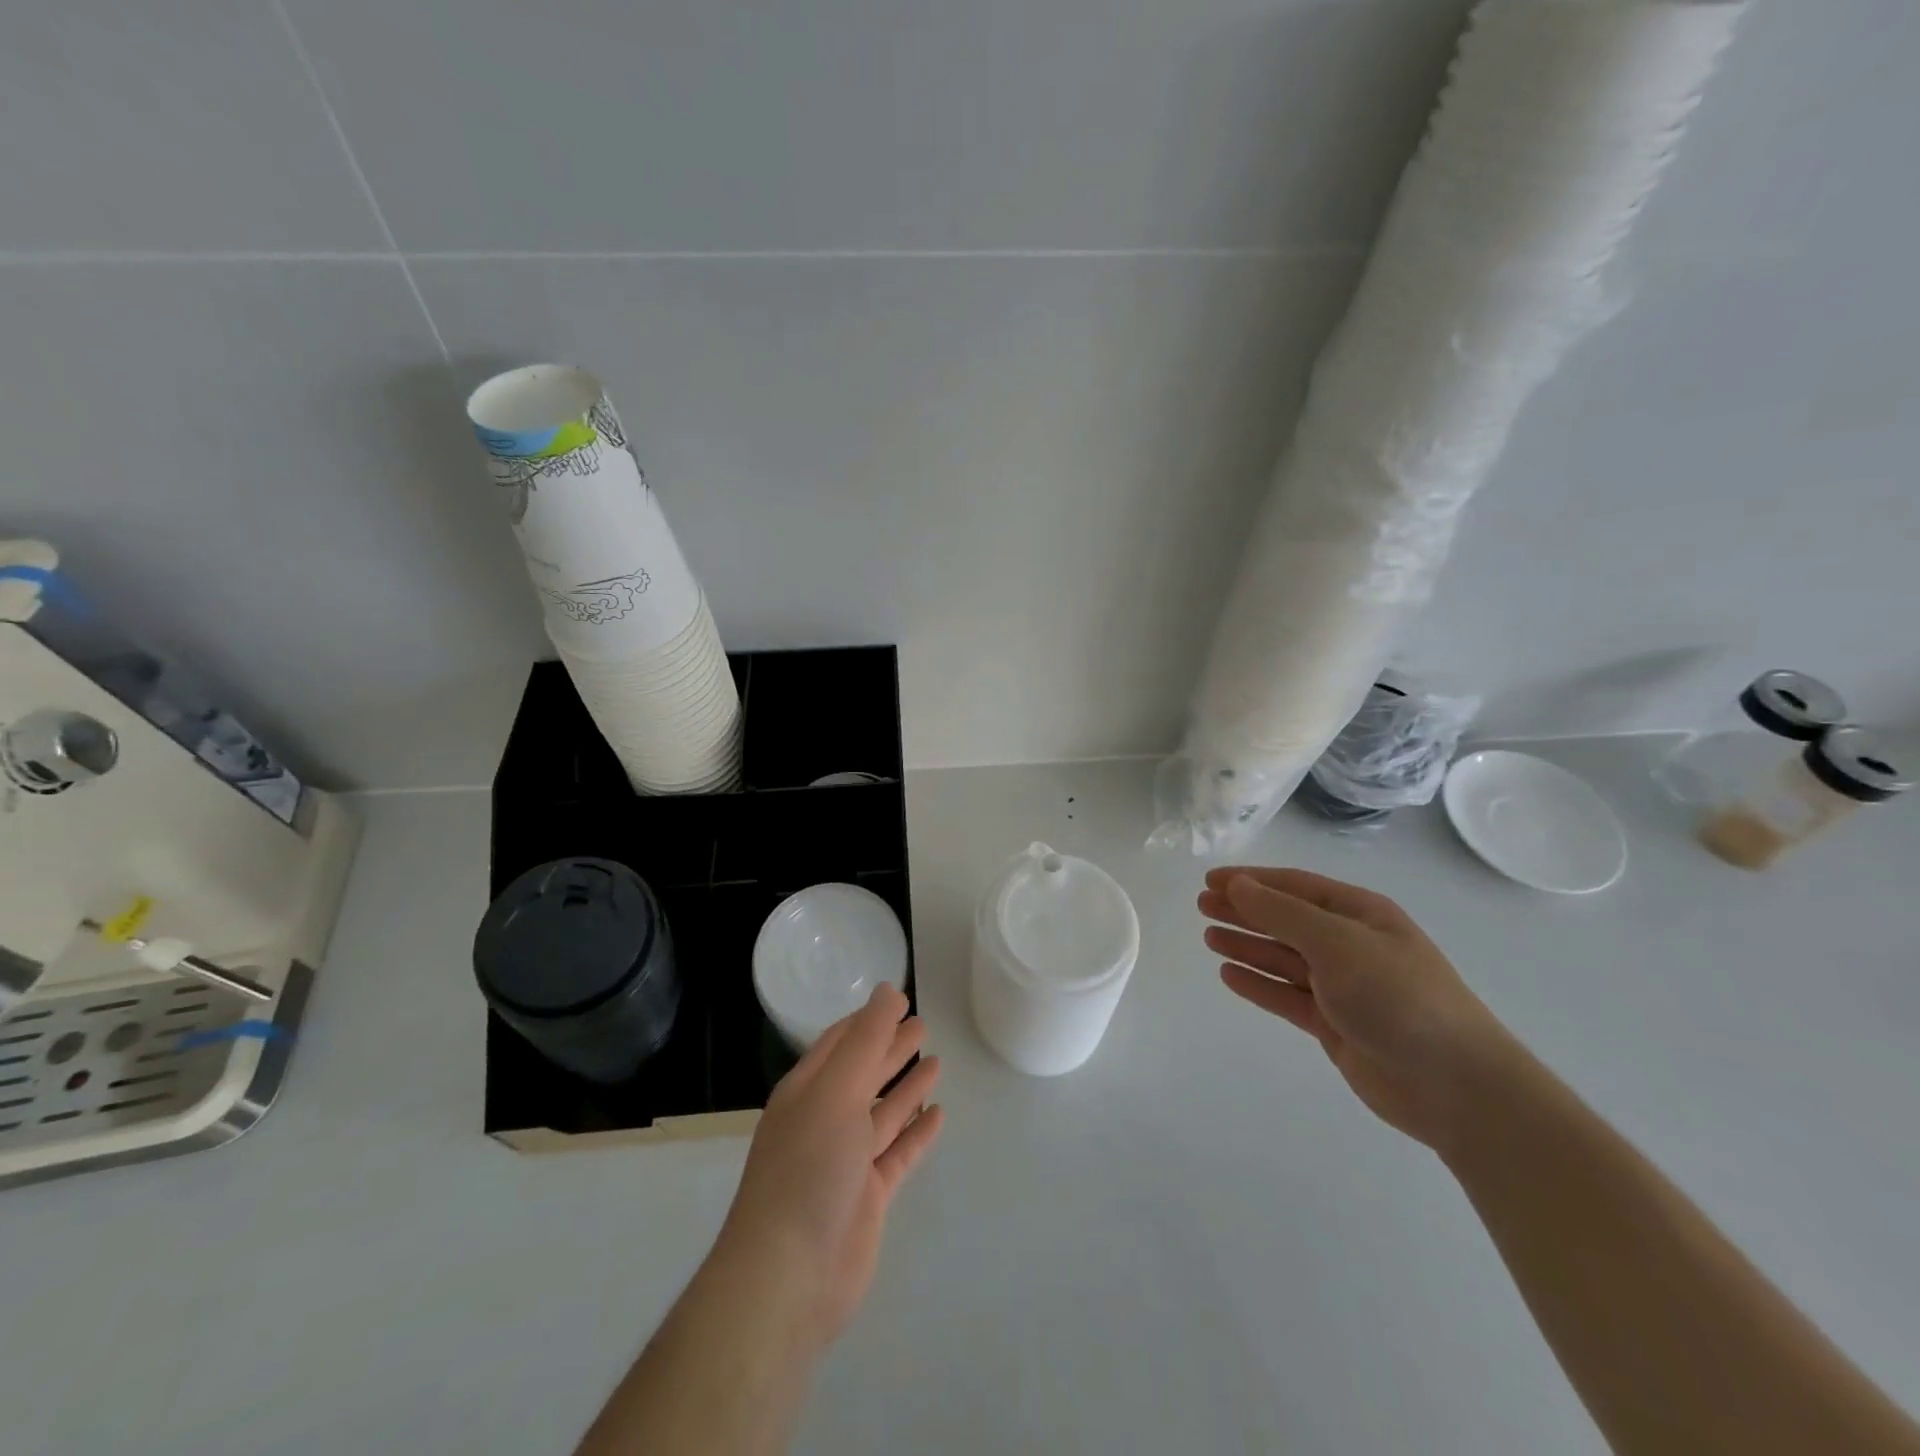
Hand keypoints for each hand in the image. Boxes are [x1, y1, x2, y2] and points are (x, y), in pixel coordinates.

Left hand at [717, 984, 943, 1348]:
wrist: (789, 1277)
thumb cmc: (808, 1168)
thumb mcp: (836, 1091)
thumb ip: (866, 1040)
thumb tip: (888, 989)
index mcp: (807, 1091)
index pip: (840, 1042)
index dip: (869, 1019)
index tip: (899, 999)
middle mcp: (824, 1120)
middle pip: (863, 1073)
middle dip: (890, 1048)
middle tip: (924, 1025)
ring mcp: (846, 1161)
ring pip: (882, 1112)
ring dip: (906, 1088)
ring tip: (936, 1063)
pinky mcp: (868, 1197)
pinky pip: (897, 1153)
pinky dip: (916, 1133)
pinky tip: (938, 1114)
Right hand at [1199, 867, 1519, 1151]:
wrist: (1455, 1086)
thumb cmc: (1398, 997)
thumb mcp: (1337, 942)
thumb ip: (1282, 913)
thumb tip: (1238, 886)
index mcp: (1360, 914)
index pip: (1294, 886)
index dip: (1251, 880)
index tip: (1210, 881)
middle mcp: (1350, 944)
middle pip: (1286, 919)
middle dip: (1244, 911)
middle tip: (1200, 906)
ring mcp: (1343, 986)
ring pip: (1283, 957)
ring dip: (1247, 945)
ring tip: (1207, 937)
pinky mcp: (1336, 1024)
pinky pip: (1287, 995)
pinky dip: (1258, 984)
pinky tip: (1229, 975)